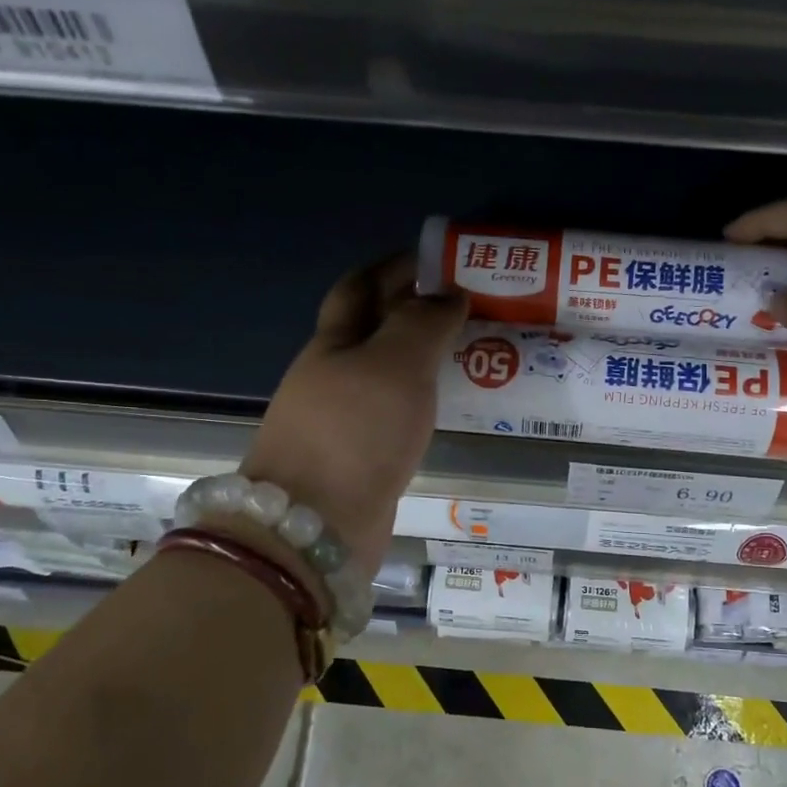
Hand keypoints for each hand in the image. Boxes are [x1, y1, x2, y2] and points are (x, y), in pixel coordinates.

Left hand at [241, 257, 466, 570]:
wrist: (315, 528)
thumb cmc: (355, 430)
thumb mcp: (395, 363)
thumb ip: (424, 322)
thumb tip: (449, 294)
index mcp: (333, 342)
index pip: (361, 286)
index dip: (394, 266)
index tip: (438, 258)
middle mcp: (332, 376)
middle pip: (372, 329)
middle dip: (414, 310)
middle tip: (468, 304)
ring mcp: (343, 420)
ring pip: (387, 373)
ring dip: (422, 356)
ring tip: (471, 349)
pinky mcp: (359, 458)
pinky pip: (396, 412)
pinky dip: (422, 398)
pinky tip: (450, 403)